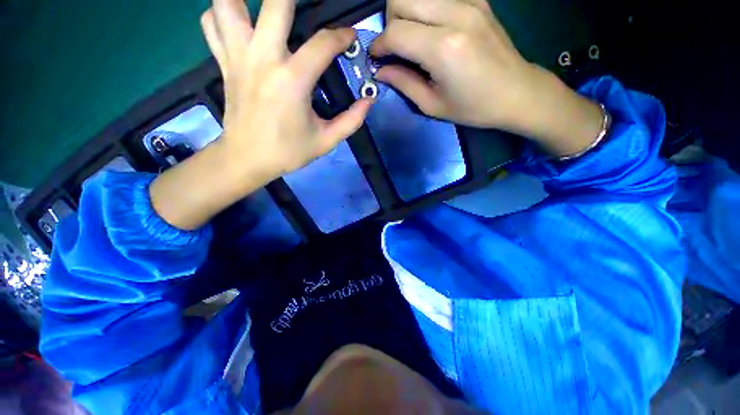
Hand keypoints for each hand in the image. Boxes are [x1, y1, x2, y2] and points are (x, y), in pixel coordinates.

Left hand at [203, 0, 371, 179]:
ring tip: (266, 8)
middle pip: (275, 3)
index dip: (342, 36)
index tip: (350, 37)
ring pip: (228, 2)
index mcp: (293, 80)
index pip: (323, 43)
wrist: (247, 159)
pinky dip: (221, 13)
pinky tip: (240, 22)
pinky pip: (212, 23)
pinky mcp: (224, 62)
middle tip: (308, 6)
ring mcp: (238, 56)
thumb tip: (368, 101)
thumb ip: (351, 121)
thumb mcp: (326, 141)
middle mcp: (263, 58)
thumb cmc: (288, 152)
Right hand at [371, 0, 603, 156]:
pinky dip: (425, 9)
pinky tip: (431, 30)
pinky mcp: (477, 0)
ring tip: (412, 38)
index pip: (395, 32)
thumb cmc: (473, 107)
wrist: (517, 92)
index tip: (376, 58)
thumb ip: (403, 83)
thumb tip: (381, 70)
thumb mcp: (432, 105)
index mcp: (443, 48)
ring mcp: (468, 2)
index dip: (379, 45)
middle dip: (390, 22)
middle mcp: (455, 15)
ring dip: (406, 13)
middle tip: (396, 47)